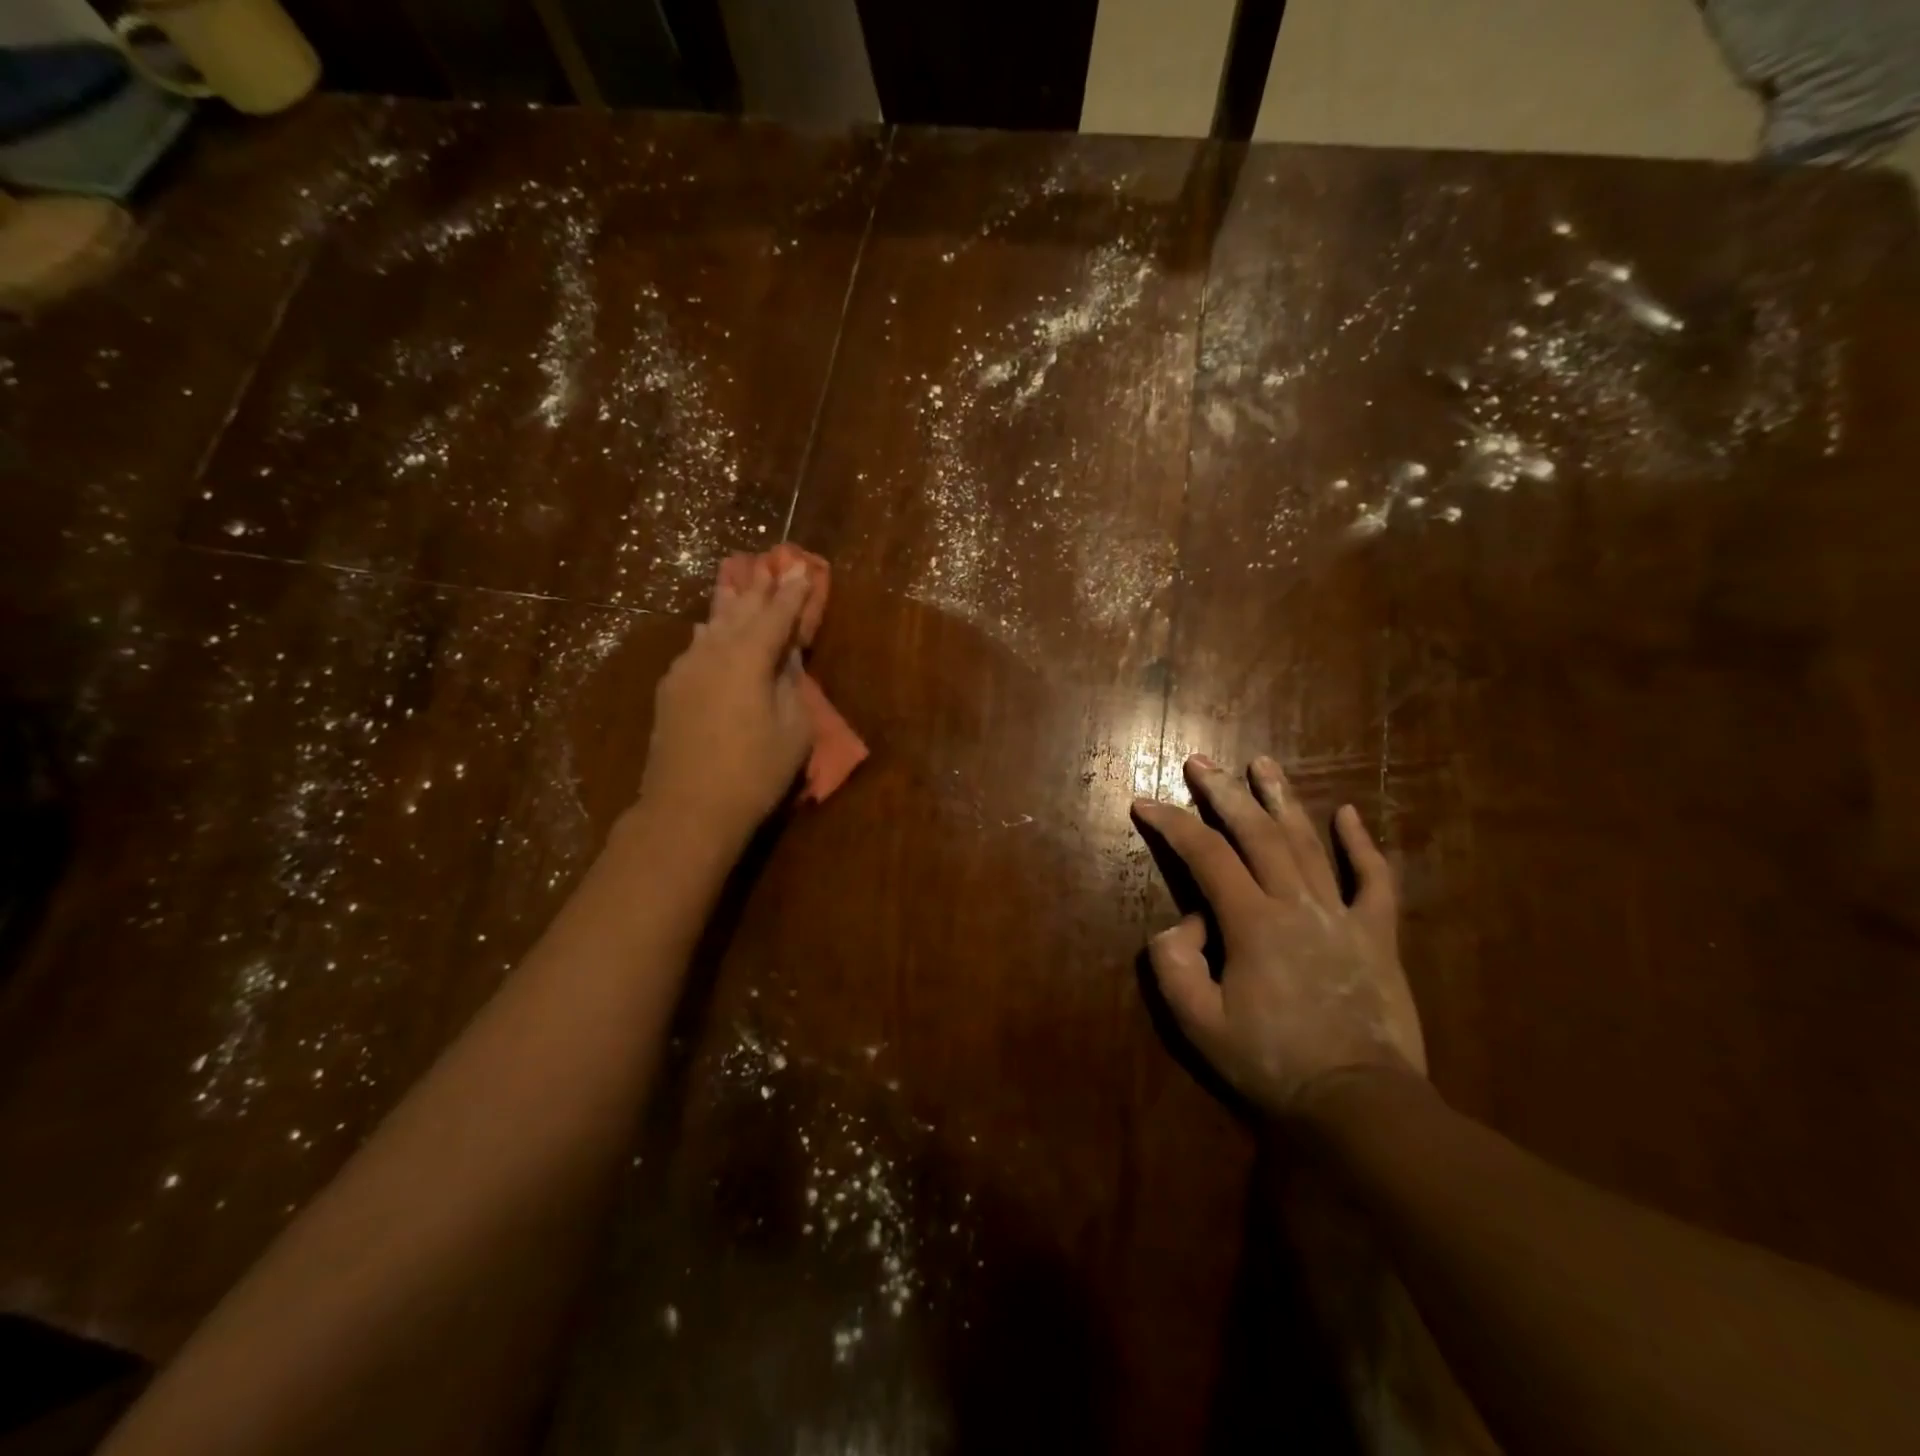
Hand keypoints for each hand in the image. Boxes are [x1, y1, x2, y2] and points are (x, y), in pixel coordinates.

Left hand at [638, 561, 813, 848]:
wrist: (688, 809)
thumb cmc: (754, 772)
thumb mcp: (794, 731)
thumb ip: (792, 686)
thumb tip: (786, 658)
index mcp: (749, 658)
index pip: (776, 615)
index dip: (792, 592)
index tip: (803, 568)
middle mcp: (713, 652)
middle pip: (741, 611)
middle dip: (761, 588)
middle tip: (774, 564)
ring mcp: (686, 670)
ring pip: (713, 625)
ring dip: (732, 604)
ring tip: (741, 583)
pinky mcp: (670, 690)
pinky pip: (695, 647)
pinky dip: (709, 632)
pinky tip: (708, 627)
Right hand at [1132, 753, 1425, 1115]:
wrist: (1360, 1102)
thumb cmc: (1273, 1063)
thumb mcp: (1199, 1025)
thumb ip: (1174, 966)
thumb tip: (1183, 923)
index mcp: (1251, 922)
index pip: (1204, 855)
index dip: (1171, 824)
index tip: (1144, 803)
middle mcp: (1296, 903)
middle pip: (1256, 833)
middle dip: (1223, 792)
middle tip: (1200, 762)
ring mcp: (1342, 915)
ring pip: (1309, 843)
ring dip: (1282, 799)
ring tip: (1262, 763)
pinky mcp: (1377, 935)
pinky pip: (1375, 881)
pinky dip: (1362, 846)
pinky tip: (1349, 814)